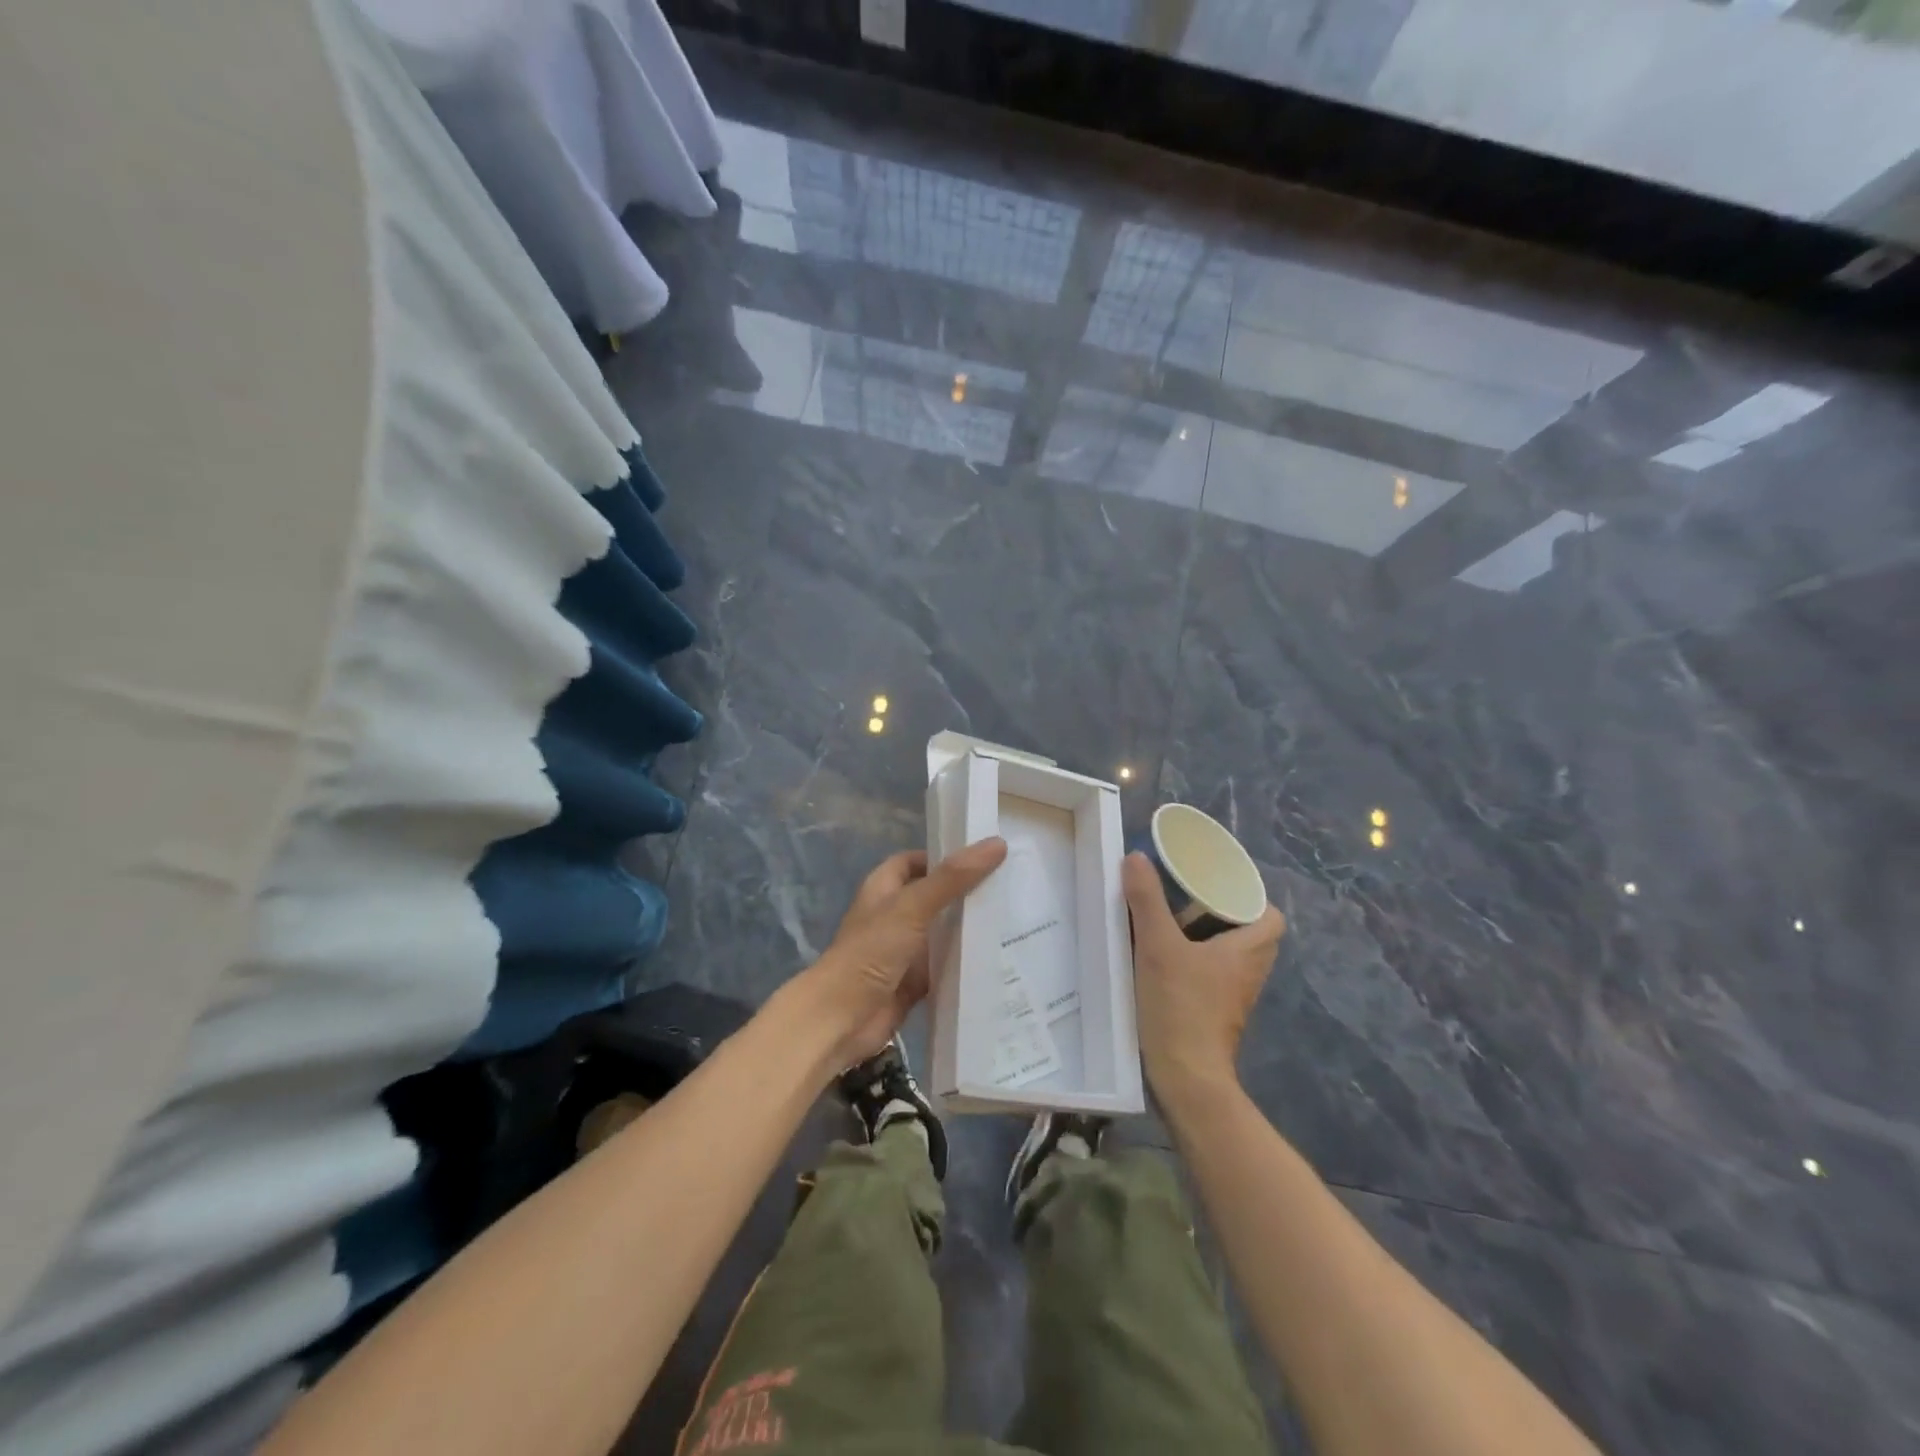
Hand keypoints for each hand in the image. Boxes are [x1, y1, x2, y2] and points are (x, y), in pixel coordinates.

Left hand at [796, 838, 1007, 1069]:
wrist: (843, 1019)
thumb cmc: (872, 951)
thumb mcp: (913, 906)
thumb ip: (953, 877)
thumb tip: (997, 843)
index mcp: (884, 888)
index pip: (917, 861)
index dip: (945, 855)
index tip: (985, 856)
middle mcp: (895, 915)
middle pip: (936, 896)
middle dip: (967, 892)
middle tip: (1011, 884)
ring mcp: (905, 950)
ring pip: (944, 932)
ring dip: (971, 928)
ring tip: (1017, 917)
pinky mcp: (916, 981)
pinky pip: (947, 966)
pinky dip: (967, 963)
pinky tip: (1000, 958)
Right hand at [1124, 851, 1284, 1106]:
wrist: (1185, 1078)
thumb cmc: (1181, 1006)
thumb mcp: (1158, 946)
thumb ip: (1147, 900)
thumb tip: (1136, 856)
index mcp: (1249, 950)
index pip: (1271, 916)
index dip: (1249, 898)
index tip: (1215, 885)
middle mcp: (1249, 972)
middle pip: (1247, 932)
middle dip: (1219, 913)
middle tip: (1186, 898)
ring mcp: (1234, 997)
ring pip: (1228, 955)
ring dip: (1204, 937)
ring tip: (1170, 922)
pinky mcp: (1215, 1013)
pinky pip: (1213, 975)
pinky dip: (1195, 962)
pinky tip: (1162, 958)